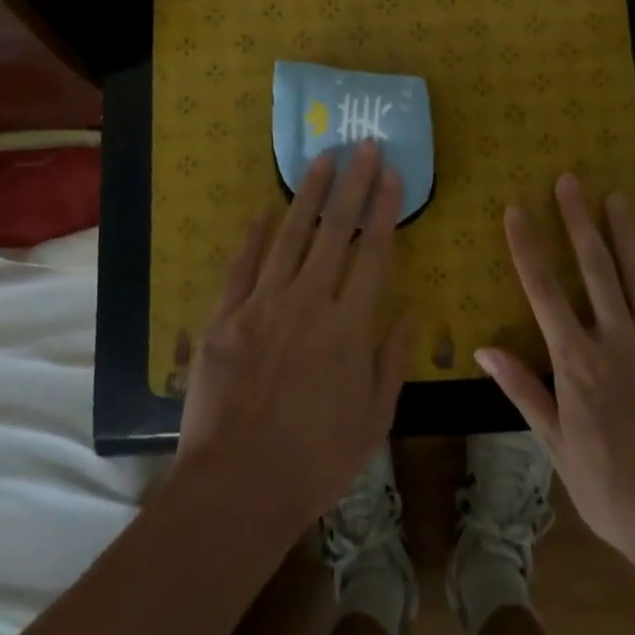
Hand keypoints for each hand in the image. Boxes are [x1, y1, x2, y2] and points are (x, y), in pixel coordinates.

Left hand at [174, 141, 414, 540]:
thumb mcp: (373, 422)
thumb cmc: (315, 462)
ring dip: (308, 195)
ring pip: (291, 236)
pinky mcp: (226, 317)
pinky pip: (242, 266)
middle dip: (353, 184)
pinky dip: (254, 237)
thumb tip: (409, 312)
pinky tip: (263, 212)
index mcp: (349, 327)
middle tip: (363, 146)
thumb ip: (392, 361)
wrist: (236, 488)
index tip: (392, 174)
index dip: (384, 210)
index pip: (374, 253)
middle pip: (336, 231)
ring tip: (321, 160)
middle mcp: (309, 302)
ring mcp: (263, 305)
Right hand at [476, 175, 634, 571]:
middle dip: (578, 220)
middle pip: (595, 269)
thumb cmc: (613, 492)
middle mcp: (617, 342)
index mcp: (577, 363)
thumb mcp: (557, 447)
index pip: (544, 291)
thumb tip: (483, 349)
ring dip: (625, 234)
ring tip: (615, 197)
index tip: (516, 209)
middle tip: (570, 179)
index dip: (528, 246)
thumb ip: (524, 391)